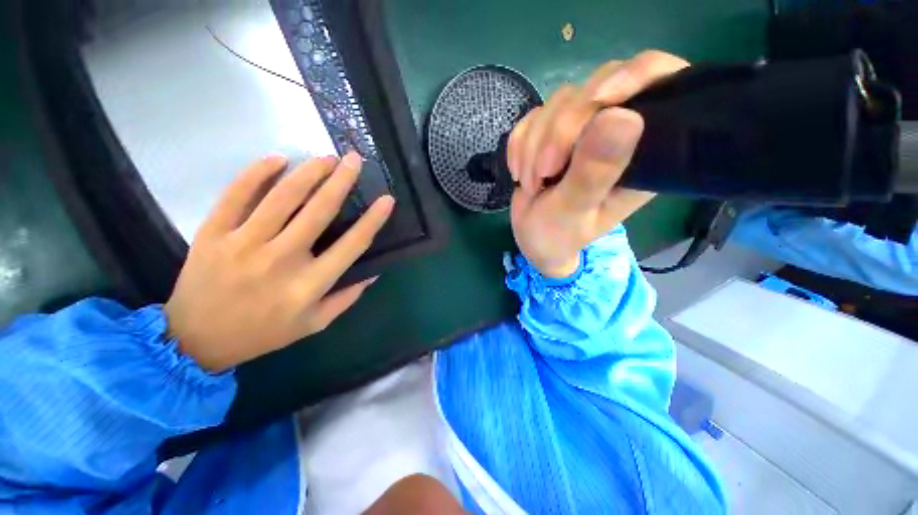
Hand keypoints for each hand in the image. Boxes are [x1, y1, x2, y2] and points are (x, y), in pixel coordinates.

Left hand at [164, 153, 394, 371]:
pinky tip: (278, 159)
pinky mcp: (213, 233)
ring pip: (282, 197)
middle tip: (354, 159)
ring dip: (308, 172)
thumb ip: (348, 297)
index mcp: (309, 285)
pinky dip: (257, 173)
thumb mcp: (315, 323)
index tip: (387, 200)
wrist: (195, 340)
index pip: (352, 245)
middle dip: (341, 181)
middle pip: (318, 211)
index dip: (373, 220)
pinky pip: (236, 194)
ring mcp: (243, 244)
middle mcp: (281, 260)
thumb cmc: (263, 332)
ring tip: (325, 157)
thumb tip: (374, 271)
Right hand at [508, 50, 688, 276]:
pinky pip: (532, 118)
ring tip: (531, 184)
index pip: (660, 84)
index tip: (600, 99)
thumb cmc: (559, 235)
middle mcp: (617, 133)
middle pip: (596, 88)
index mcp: (642, 154)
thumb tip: (623, 117)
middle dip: (559, 132)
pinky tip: (520, 173)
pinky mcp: (553, 132)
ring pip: (559, 102)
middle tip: (543, 174)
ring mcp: (582, 129)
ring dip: (534, 145)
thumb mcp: (574, 211)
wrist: (533, 238)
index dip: (635, 75)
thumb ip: (594, 173)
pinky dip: (519, 146)